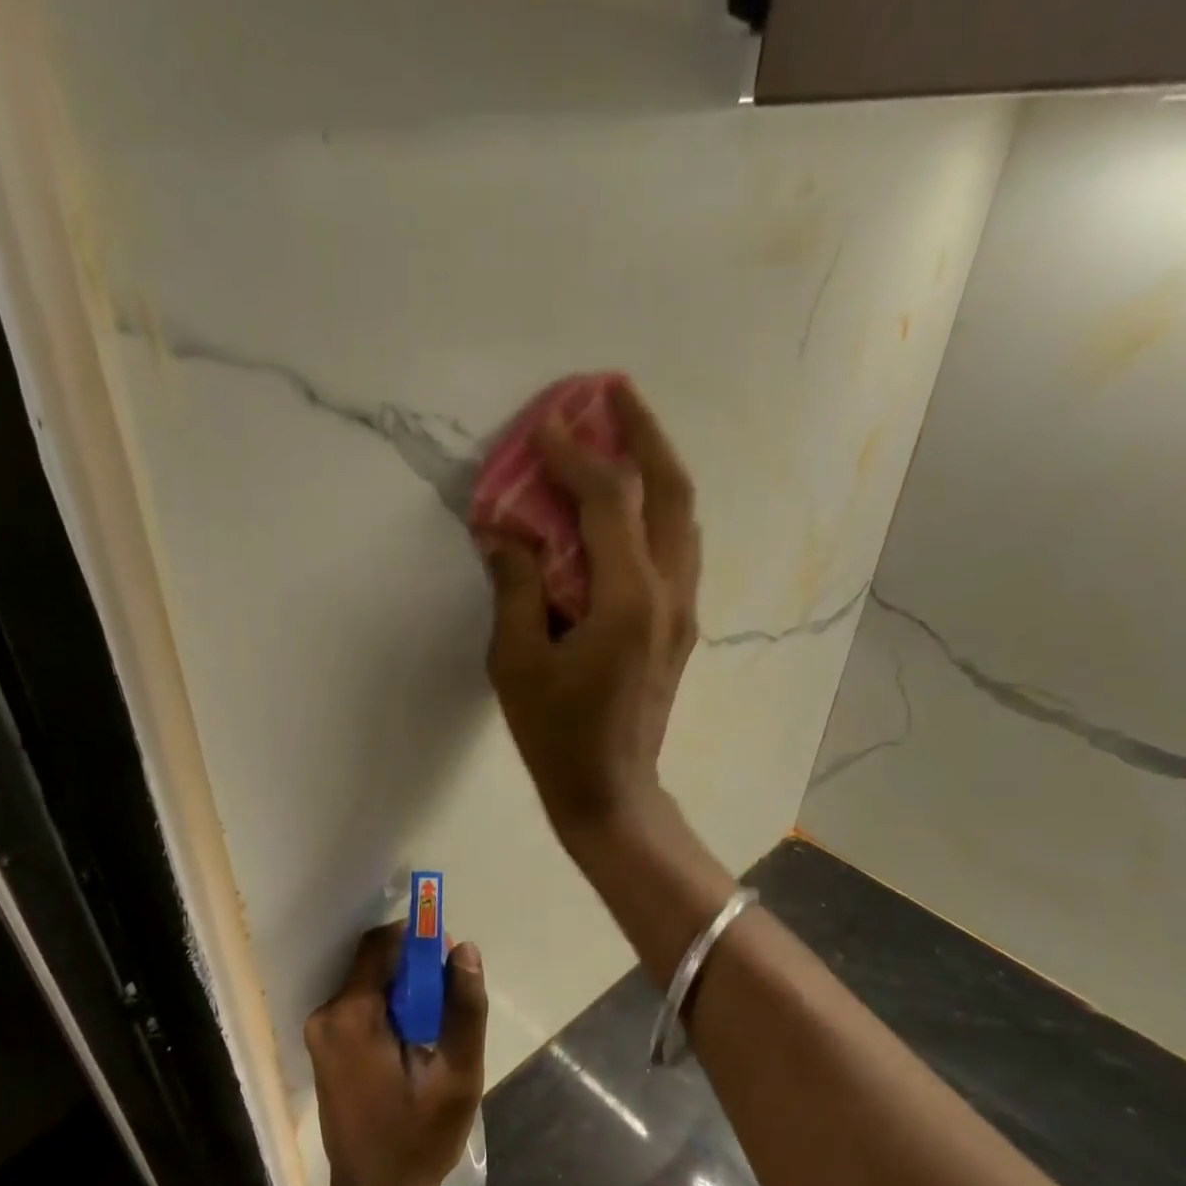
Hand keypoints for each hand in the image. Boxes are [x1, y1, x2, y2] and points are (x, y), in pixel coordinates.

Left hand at [304, 924, 486, 1185]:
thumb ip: (463, 1009)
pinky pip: (363, 1006)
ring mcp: (321, 1032)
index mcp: (351, 1016)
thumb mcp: (456, 1077)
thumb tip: (464, 949)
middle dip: (416, 971)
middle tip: (450, 1006)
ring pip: (372, 983)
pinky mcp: (326, 1047)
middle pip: (377, 963)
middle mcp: (326, 1015)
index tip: (450, 959)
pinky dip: (392, 1011)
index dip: (419, 940)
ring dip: (407, 993)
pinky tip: (414, 1046)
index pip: (383, 944)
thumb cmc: (418, 1141)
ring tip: (435, 1034)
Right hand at [484, 378, 700, 842]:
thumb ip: (514, 587)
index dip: (577, 456)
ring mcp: (683, 611)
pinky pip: (676, 548)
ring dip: (657, 467)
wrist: (611, 792)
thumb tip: (501, 531)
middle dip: (644, 434)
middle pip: (672, 492)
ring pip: (684, 518)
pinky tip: (628, 505)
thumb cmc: (557, 735)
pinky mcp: (679, 627)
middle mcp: (669, 594)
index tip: (547, 424)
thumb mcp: (518, 663)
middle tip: (615, 393)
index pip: (609, 502)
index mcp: (628, 601)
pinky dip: (657, 510)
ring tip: (625, 434)